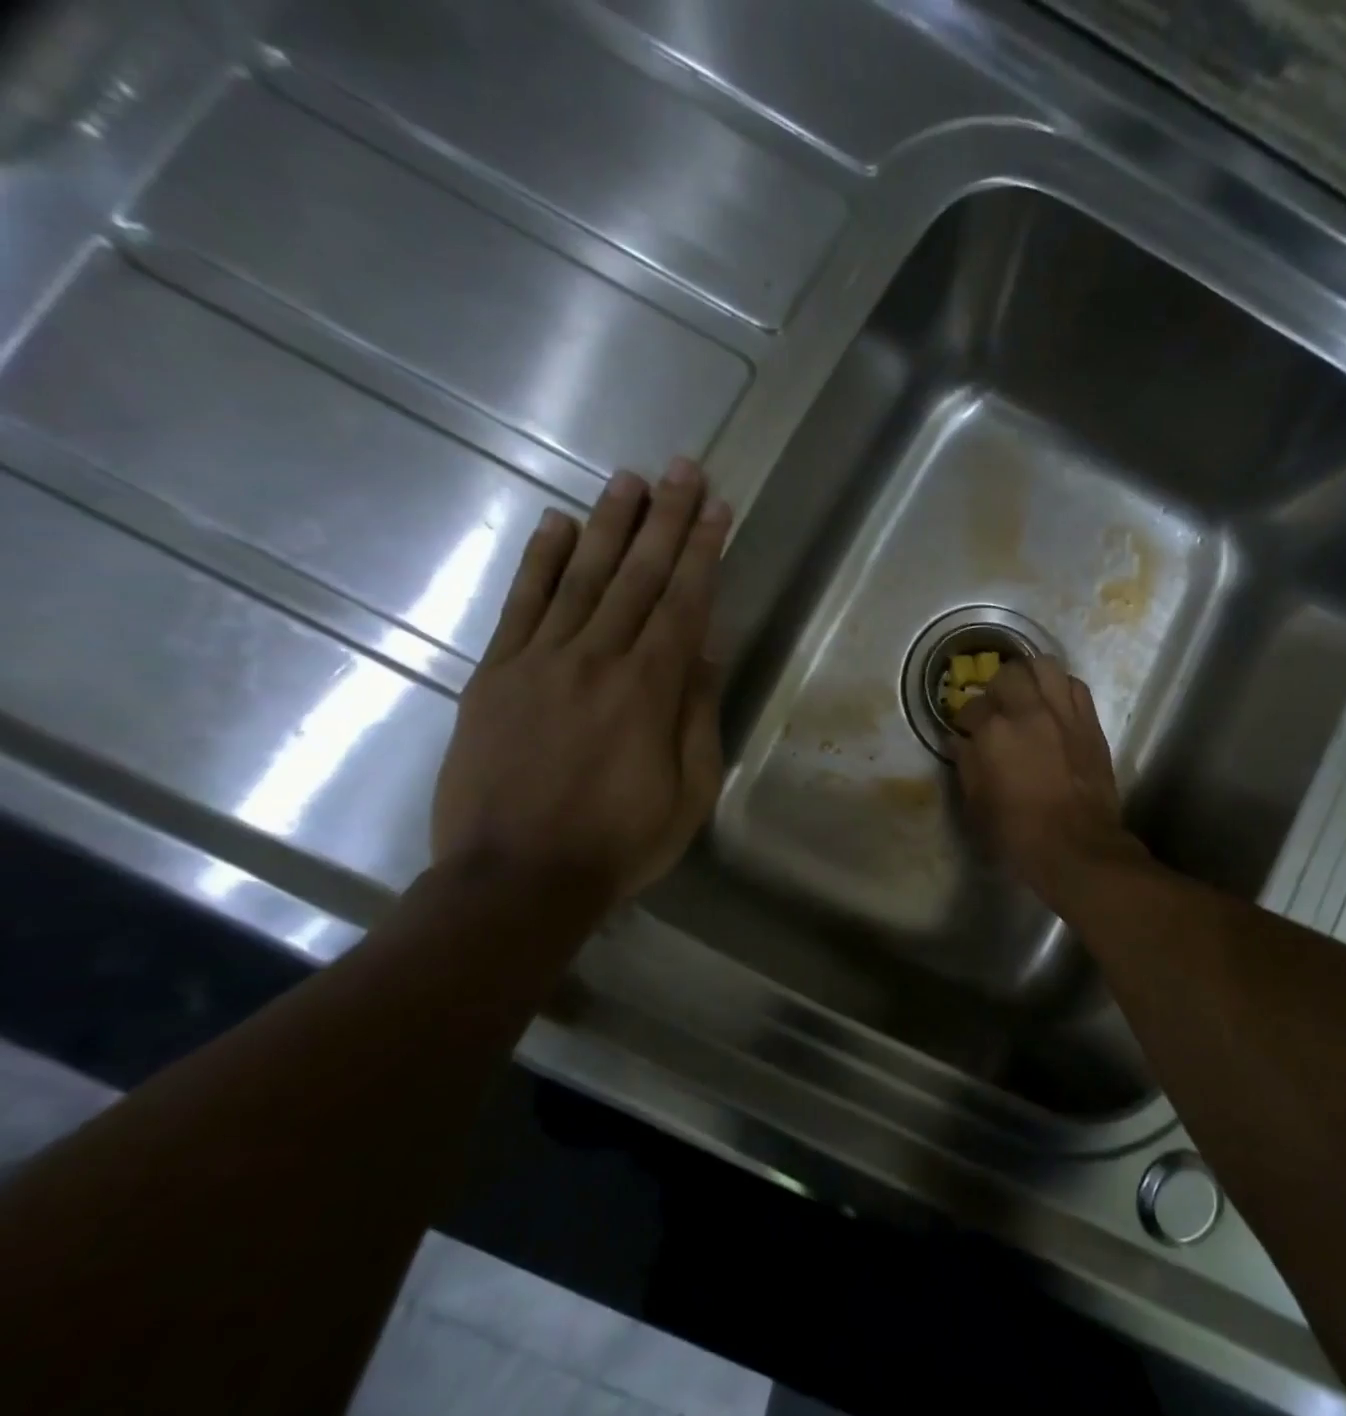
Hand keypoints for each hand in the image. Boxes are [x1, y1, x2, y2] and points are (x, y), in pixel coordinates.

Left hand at [431, 459, 730, 911]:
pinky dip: (539, 562)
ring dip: (608, 525)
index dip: (702, 551)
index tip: (716, 508)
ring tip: (629, 479)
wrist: (515, 880)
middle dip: (665, 519)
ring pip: (581, 578)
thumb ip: (697, 716)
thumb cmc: (619, 844)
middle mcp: (597, 660)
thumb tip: (705, 652)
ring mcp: (539, 662)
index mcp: (650, 691)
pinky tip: (555, 524)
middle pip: (637, 576)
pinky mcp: (494, 676)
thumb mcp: (689, 793)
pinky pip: (520, 606)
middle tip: (682, 469)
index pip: (684, 603)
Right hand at [952, 656, 1143, 904]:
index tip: (967, 730)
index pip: (972, 707)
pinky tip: (1055, 706)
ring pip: (1045, 665)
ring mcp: (1063, 713)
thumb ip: (967, 764)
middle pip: (1009, 673)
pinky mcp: (1090, 722)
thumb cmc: (1018, 833)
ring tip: (1027, 695)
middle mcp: (1029, 712)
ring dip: (1031, 676)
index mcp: (994, 732)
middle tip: (997, 708)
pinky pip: (1075, 685)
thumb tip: (959, 741)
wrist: (1077, 847)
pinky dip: (1061, 688)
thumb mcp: (977, 804)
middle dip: (997, 687)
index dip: (966, 719)